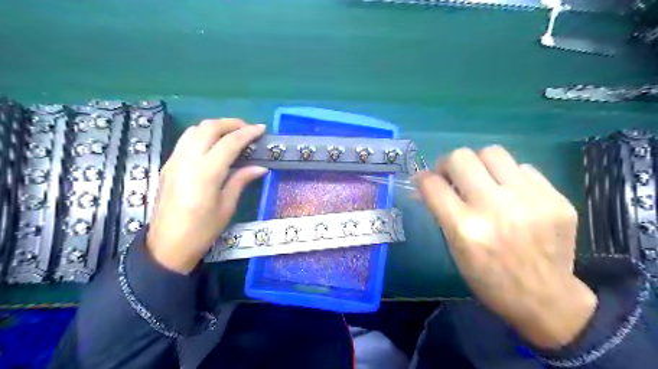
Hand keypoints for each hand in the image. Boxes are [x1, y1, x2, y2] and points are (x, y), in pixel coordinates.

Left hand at [147, 118, 267, 273]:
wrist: (167, 246)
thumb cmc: (202, 230)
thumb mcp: (227, 207)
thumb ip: (241, 180)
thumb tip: (260, 167)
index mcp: (206, 173)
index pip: (229, 143)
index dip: (247, 133)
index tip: (261, 129)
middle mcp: (187, 161)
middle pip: (209, 128)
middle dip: (231, 123)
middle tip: (248, 129)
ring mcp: (174, 161)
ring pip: (194, 130)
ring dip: (215, 126)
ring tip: (232, 134)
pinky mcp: (168, 165)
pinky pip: (186, 140)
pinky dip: (202, 135)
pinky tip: (213, 145)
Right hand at [419, 144, 599, 347]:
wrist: (545, 299)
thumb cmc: (488, 278)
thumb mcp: (454, 249)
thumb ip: (440, 212)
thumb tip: (425, 184)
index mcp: (465, 229)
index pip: (433, 184)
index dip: (422, 178)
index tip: (424, 180)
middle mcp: (496, 209)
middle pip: (461, 157)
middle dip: (448, 163)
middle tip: (452, 176)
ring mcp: (530, 200)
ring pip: (492, 152)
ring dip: (479, 164)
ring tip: (482, 180)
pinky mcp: (557, 198)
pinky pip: (523, 168)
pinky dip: (509, 177)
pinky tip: (511, 195)